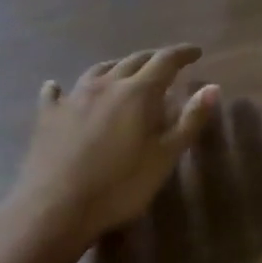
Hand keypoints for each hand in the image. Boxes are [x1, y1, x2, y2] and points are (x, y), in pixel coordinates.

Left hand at [5, 47, 218, 252]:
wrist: (54, 210)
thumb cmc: (120, 185)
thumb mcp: (165, 156)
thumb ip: (190, 120)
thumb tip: (213, 87)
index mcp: (138, 92)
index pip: (166, 61)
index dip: (183, 54)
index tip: (196, 52)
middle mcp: (106, 85)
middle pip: (134, 60)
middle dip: (154, 58)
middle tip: (167, 64)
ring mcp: (73, 98)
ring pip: (99, 70)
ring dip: (117, 67)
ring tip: (125, 71)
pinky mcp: (48, 117)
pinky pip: (56, 93)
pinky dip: (62, 87)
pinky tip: (57, 88)